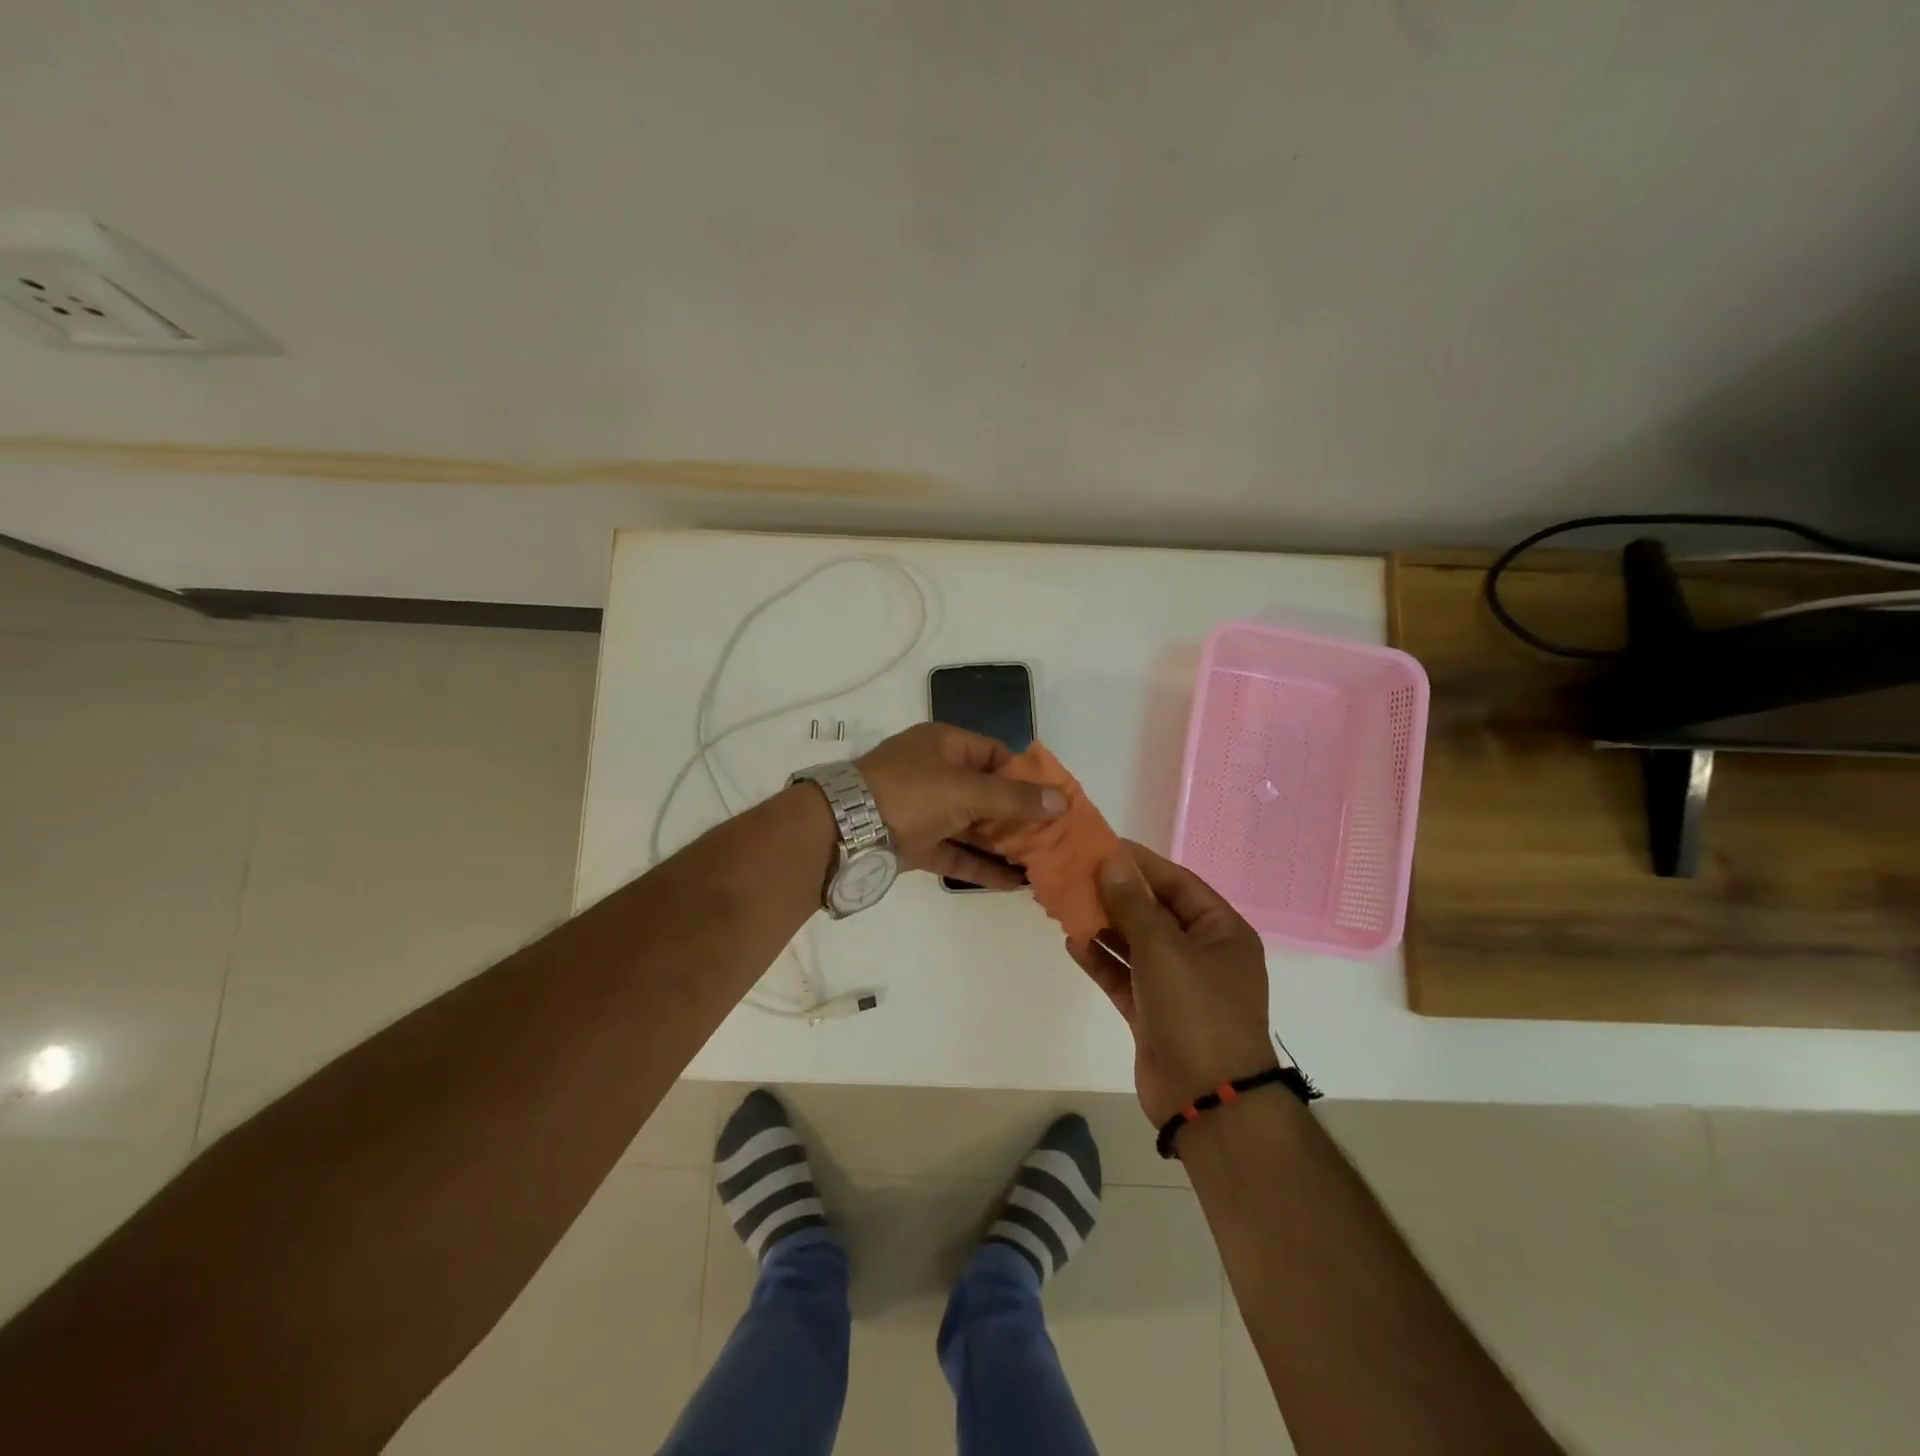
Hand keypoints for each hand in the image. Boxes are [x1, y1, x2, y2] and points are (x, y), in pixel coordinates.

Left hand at [856, 723, 1064, 888]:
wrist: (842, 831)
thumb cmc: (910, 794)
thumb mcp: (966, 790)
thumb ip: (1014, 799)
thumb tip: (1062, 801)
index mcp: (944, 744)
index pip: (995, 754)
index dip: (1025, 776)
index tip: (1052, 801)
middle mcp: (935, 773)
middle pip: (986, 793)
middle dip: (1018, 817)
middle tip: (1053, 839)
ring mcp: (923, 810)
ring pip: (971, 826)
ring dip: (1002, 844)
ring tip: (1040, 864)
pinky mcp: (914, 844)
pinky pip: (955, 853)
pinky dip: (980, 866)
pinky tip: (1012, 884)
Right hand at [1068, 843, 1276, 1123]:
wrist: (1207, 1100)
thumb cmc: (1196, 1010)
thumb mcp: (1164, 949)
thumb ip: (1133, 904)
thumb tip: (1111, 863)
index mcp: (1221, 931)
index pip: (1178, 883)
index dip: (1141, 863)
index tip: (1103, 846)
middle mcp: (1202, 954)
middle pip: (1155, 913)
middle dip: (1117, 895)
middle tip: (1076, 873)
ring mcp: (1178, 986)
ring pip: (1136, 945)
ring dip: (1105, 927)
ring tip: (1066, 904)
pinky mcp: (1154, 1013)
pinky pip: (1125, 977)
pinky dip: (1102, 961)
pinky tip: (1073, 943)